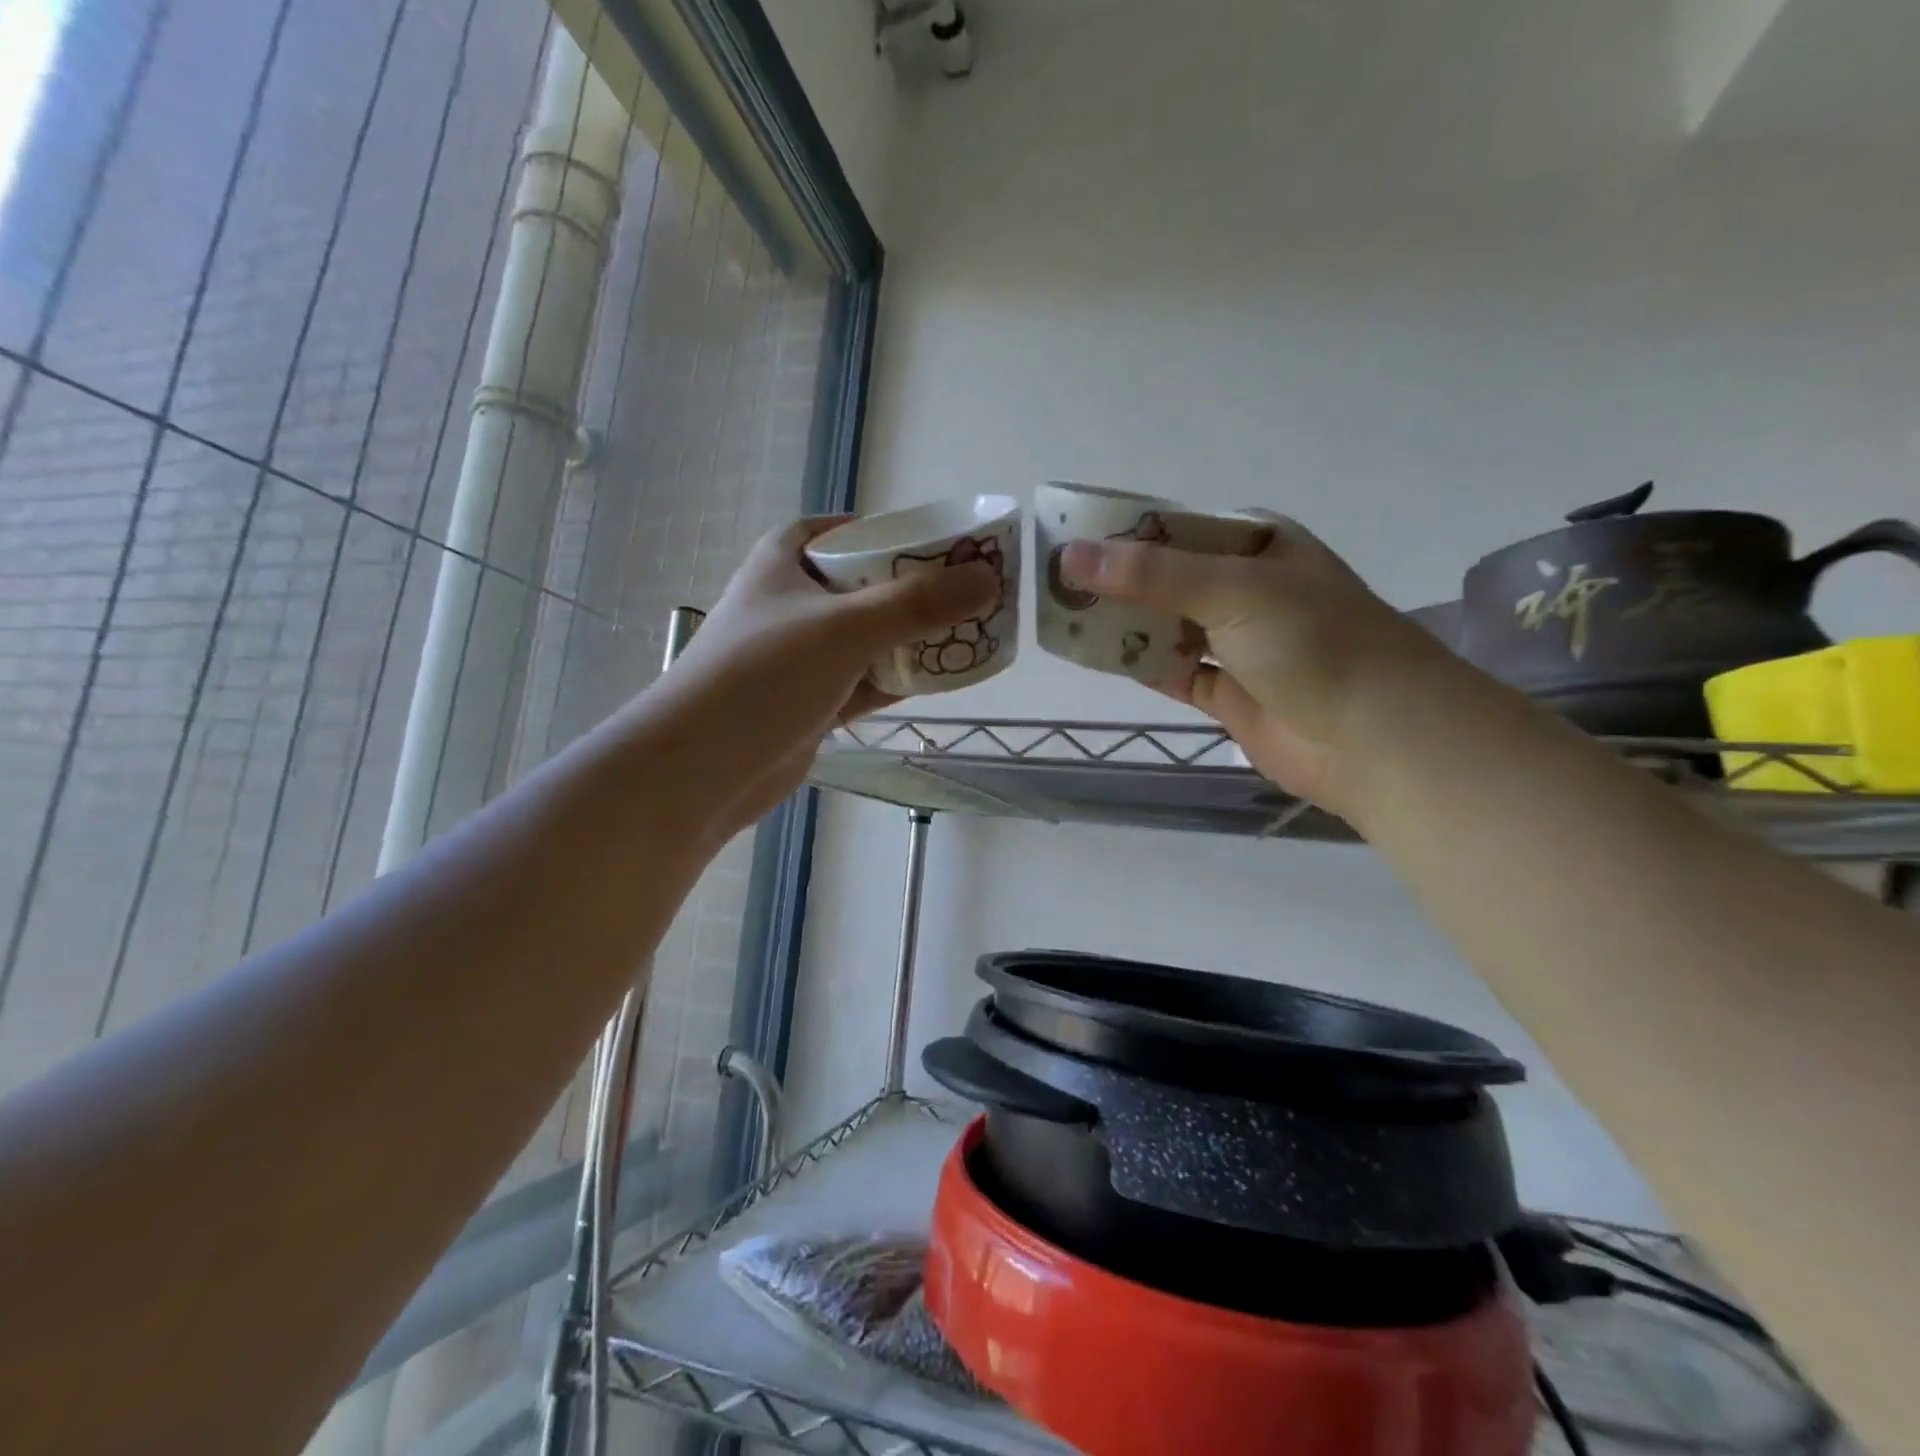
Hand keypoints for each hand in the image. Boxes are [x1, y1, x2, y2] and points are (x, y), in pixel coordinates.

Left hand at [649, 517, 997, 832]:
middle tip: (974, 592)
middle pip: (868, 584)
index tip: (946, 544)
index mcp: (787, 560)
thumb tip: (988, 580)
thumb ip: (918, 603)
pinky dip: (901, 678)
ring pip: (871, 636)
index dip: (896, 532)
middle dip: (918, 589)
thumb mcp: (844, 628)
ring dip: (914, 637)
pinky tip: (944, 678)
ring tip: (972, 633)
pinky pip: (867, 680)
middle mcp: (794, 601)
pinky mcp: (812, 701)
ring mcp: (802, 655)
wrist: (701, 769)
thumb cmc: (763, 675)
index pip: (849, 530)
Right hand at [1058, 517, 1443, 815]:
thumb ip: (1150, 573)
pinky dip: (1140, 666)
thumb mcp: (1231, 589)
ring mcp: (1238, 643)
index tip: (1069, 541)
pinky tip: (1097, 660)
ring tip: (1064, 620)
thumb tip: (1069, 557)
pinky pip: (1173, 672)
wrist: (1375, 737)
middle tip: (1055, 587)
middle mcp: (1247, 589)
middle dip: (1117, 583)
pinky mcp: (1229, 693)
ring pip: (1166, 627)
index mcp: (1258, 544)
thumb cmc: (1313, 641)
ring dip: (1124, 626)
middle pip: (1167, 579)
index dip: (1124, 533)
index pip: (1177, 528)